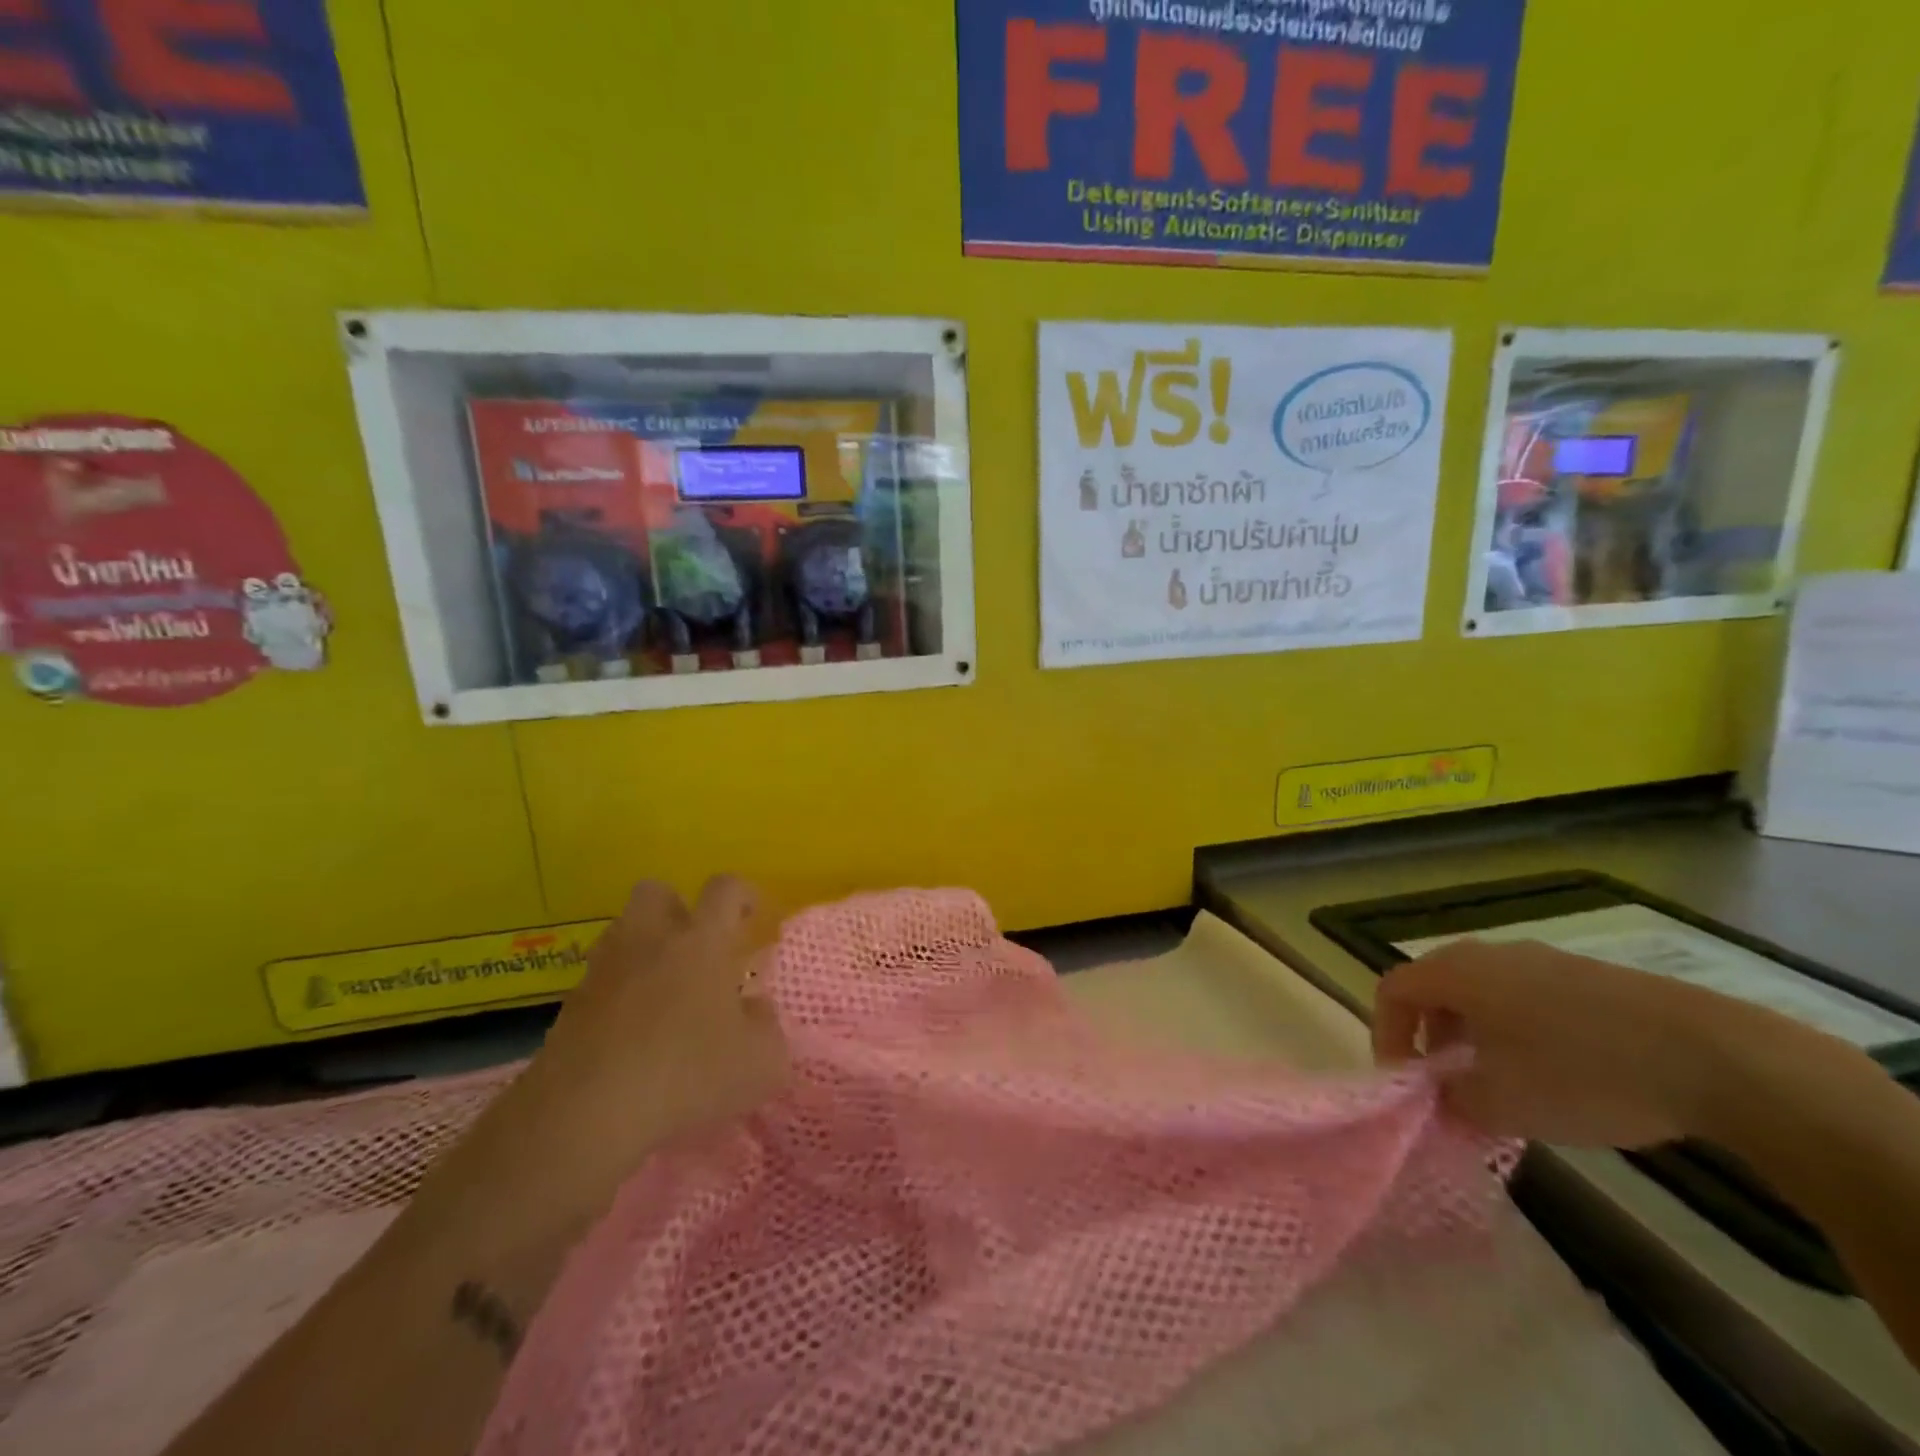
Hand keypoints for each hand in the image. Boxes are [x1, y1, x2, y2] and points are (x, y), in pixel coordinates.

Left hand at [408, 877, 788, 1250]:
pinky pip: (602, 981)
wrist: (585, 1113)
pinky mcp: (570, 1007)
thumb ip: (766, 1027)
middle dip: (678, 908)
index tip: (754, 917)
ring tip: (665, 993)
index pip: (725, 888)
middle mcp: (650, 940)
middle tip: (698, 946)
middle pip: (656, 892)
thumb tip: (755, 1008)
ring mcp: (604, 971)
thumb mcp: (760, 1061)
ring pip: (623, 934)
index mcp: (701, 940)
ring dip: (645, 950)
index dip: (744, 894)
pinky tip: (634, 1034)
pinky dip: (619, 995)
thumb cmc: (687, 1073)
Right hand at [1372, 938, 1752, 1148]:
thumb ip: (1453, 1100)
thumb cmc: (1582, 1075)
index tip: (1405, 1081)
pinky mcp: (1592, 977)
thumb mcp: (1503, 1105)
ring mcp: (1545, 960)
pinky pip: (1531, 996)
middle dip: (1430, 1033)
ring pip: (1485, 991)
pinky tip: (1560, 1072)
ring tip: (1503, 1080)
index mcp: (1457, 974)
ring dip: (1476, 1032)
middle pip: (1436, 985)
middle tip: (1447, 1079)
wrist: (1715, 1057)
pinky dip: (1521, 1029)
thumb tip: (1442, 1097)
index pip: (1393, 990)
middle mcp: (1492, 955)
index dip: (1386, 1033)